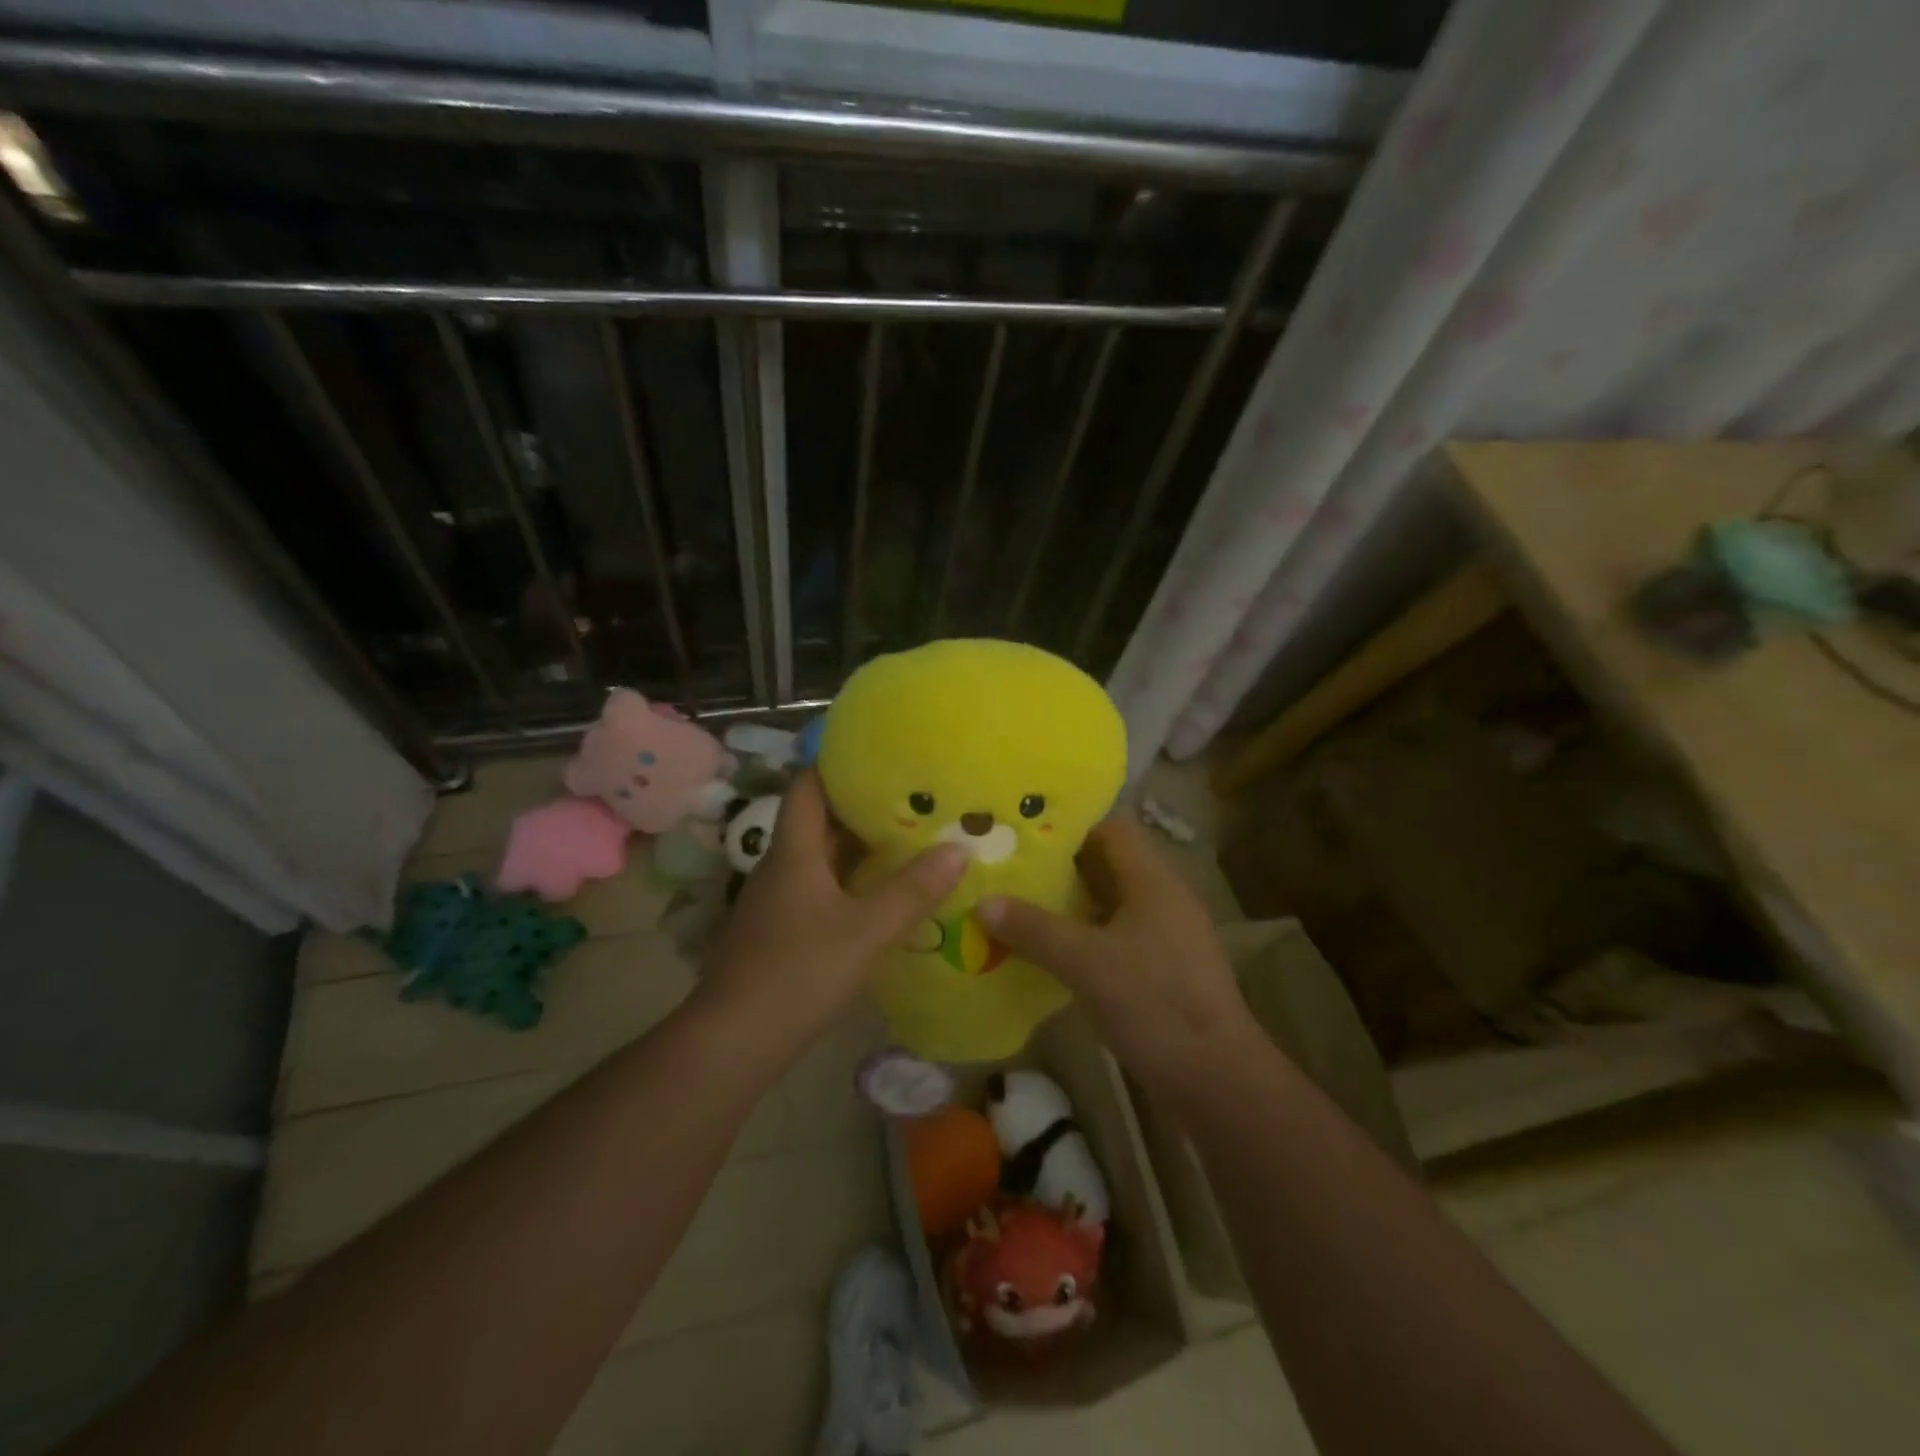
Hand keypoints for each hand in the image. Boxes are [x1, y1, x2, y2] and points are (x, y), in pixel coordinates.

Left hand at [699, 770, 967, 1048]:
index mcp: (794, 850)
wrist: (735, 1041)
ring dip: (858, 847)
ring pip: (821, 857)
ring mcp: (777, 900)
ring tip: (908, 838)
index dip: (837, 762)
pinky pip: (819, 888)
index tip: (879, 753)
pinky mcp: (780, 929)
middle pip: (818, 819)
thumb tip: (959, 848)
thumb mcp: (867, 930)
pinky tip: (881, 894)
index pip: (807, 784)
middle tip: (913, 797)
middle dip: (861, 806)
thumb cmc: (799, 972)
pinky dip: (850, 881)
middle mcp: (781, 865)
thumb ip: (913, 891)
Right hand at [977, 817, 1257, 1095]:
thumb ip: (1034, 928)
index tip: (1023, 833)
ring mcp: (1165, 935)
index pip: (1111, 828)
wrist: (1216, 1079)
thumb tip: (983, 902)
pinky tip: (1048, 951)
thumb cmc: (1154, 1003)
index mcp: (1153, 880)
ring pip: (1109, 903)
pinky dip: (1082, 937)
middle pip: (1107, 864)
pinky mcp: (1161, 969)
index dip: (1069, 825)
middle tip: (1009, 869)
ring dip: (1068, 904)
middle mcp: (1163, 897)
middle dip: (1059, 866)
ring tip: (1017, 905)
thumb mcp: (1086, 962)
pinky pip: (1114, 936)